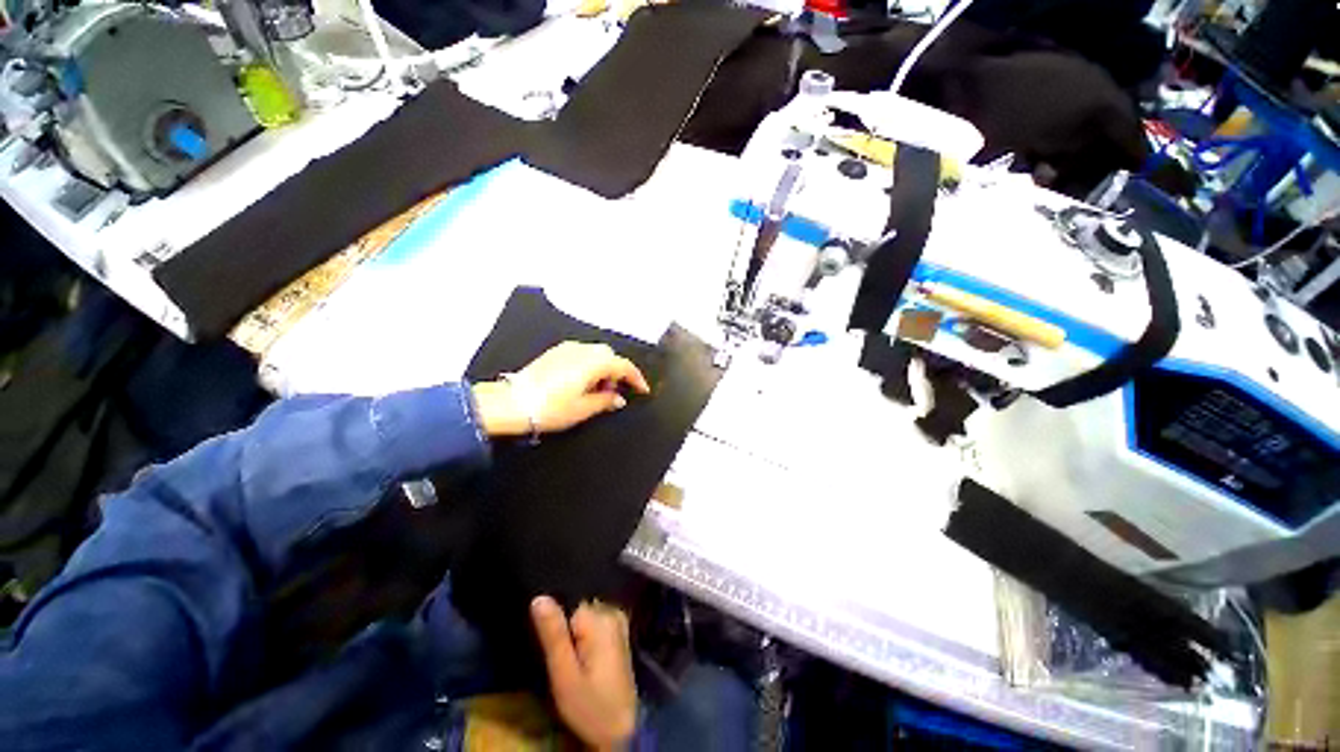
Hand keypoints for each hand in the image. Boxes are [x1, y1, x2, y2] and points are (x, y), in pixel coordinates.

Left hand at [472, 342, 650, 437]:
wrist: (510, 403)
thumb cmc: (548, 408)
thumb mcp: (583, 409)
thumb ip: (606, 401)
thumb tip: (618, 398)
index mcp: (593, 363)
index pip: (624, 366)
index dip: (636, 378)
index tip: (642, 389)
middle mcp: (582, 350)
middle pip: (610, 356)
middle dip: (617, 372)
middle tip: (615, 393)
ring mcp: (567, 349)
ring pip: (596, 354)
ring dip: (603, 369)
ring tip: (597, 390)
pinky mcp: (556, 353)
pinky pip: (582, 354)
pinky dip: (589, 365)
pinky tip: (582, 382)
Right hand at [531, 596, 637, 749]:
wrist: (621, 731)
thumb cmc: (589, 705)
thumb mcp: (564, 675)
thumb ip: (553, 635)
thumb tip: (540, 597)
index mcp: (599, 617)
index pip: (567, 602)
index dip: (555, 623)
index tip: (553, 647)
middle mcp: (611, 611)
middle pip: (577, 607)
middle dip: (565, 626)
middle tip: (562, 658)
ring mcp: (618, 621)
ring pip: (585, 615)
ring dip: (573, 632)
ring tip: (571, 659)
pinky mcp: (619, 633)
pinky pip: (595, 622)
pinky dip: (584, 635)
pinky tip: (582, 657)